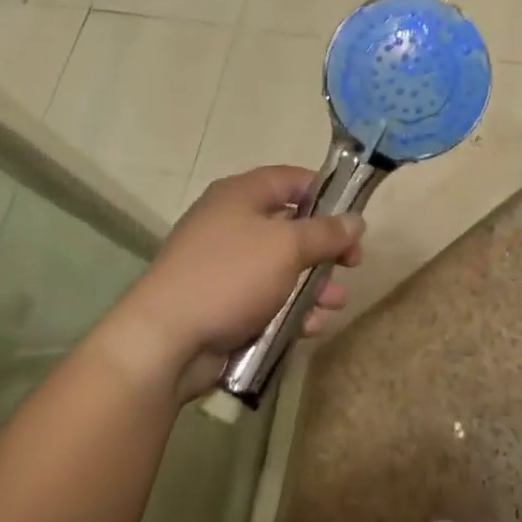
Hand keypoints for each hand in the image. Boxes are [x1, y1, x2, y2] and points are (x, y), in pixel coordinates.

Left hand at [93, 166, 363, 402]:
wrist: (165, 342)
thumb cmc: (230, 276)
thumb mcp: (287, 247)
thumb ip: (327, 232)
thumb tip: (356, 221)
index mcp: (241, 195)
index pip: (292, 179)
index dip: (326, 194)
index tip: (353, 218)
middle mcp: (232, 223)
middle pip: (292, 226)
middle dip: (326, 249)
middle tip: (351, 265)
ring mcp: (226, 266)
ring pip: (284, 267)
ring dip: (314, 285)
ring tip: (334, 304)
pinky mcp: (224, 303)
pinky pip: (268, 298)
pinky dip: (291, 310)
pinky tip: (311, 327)